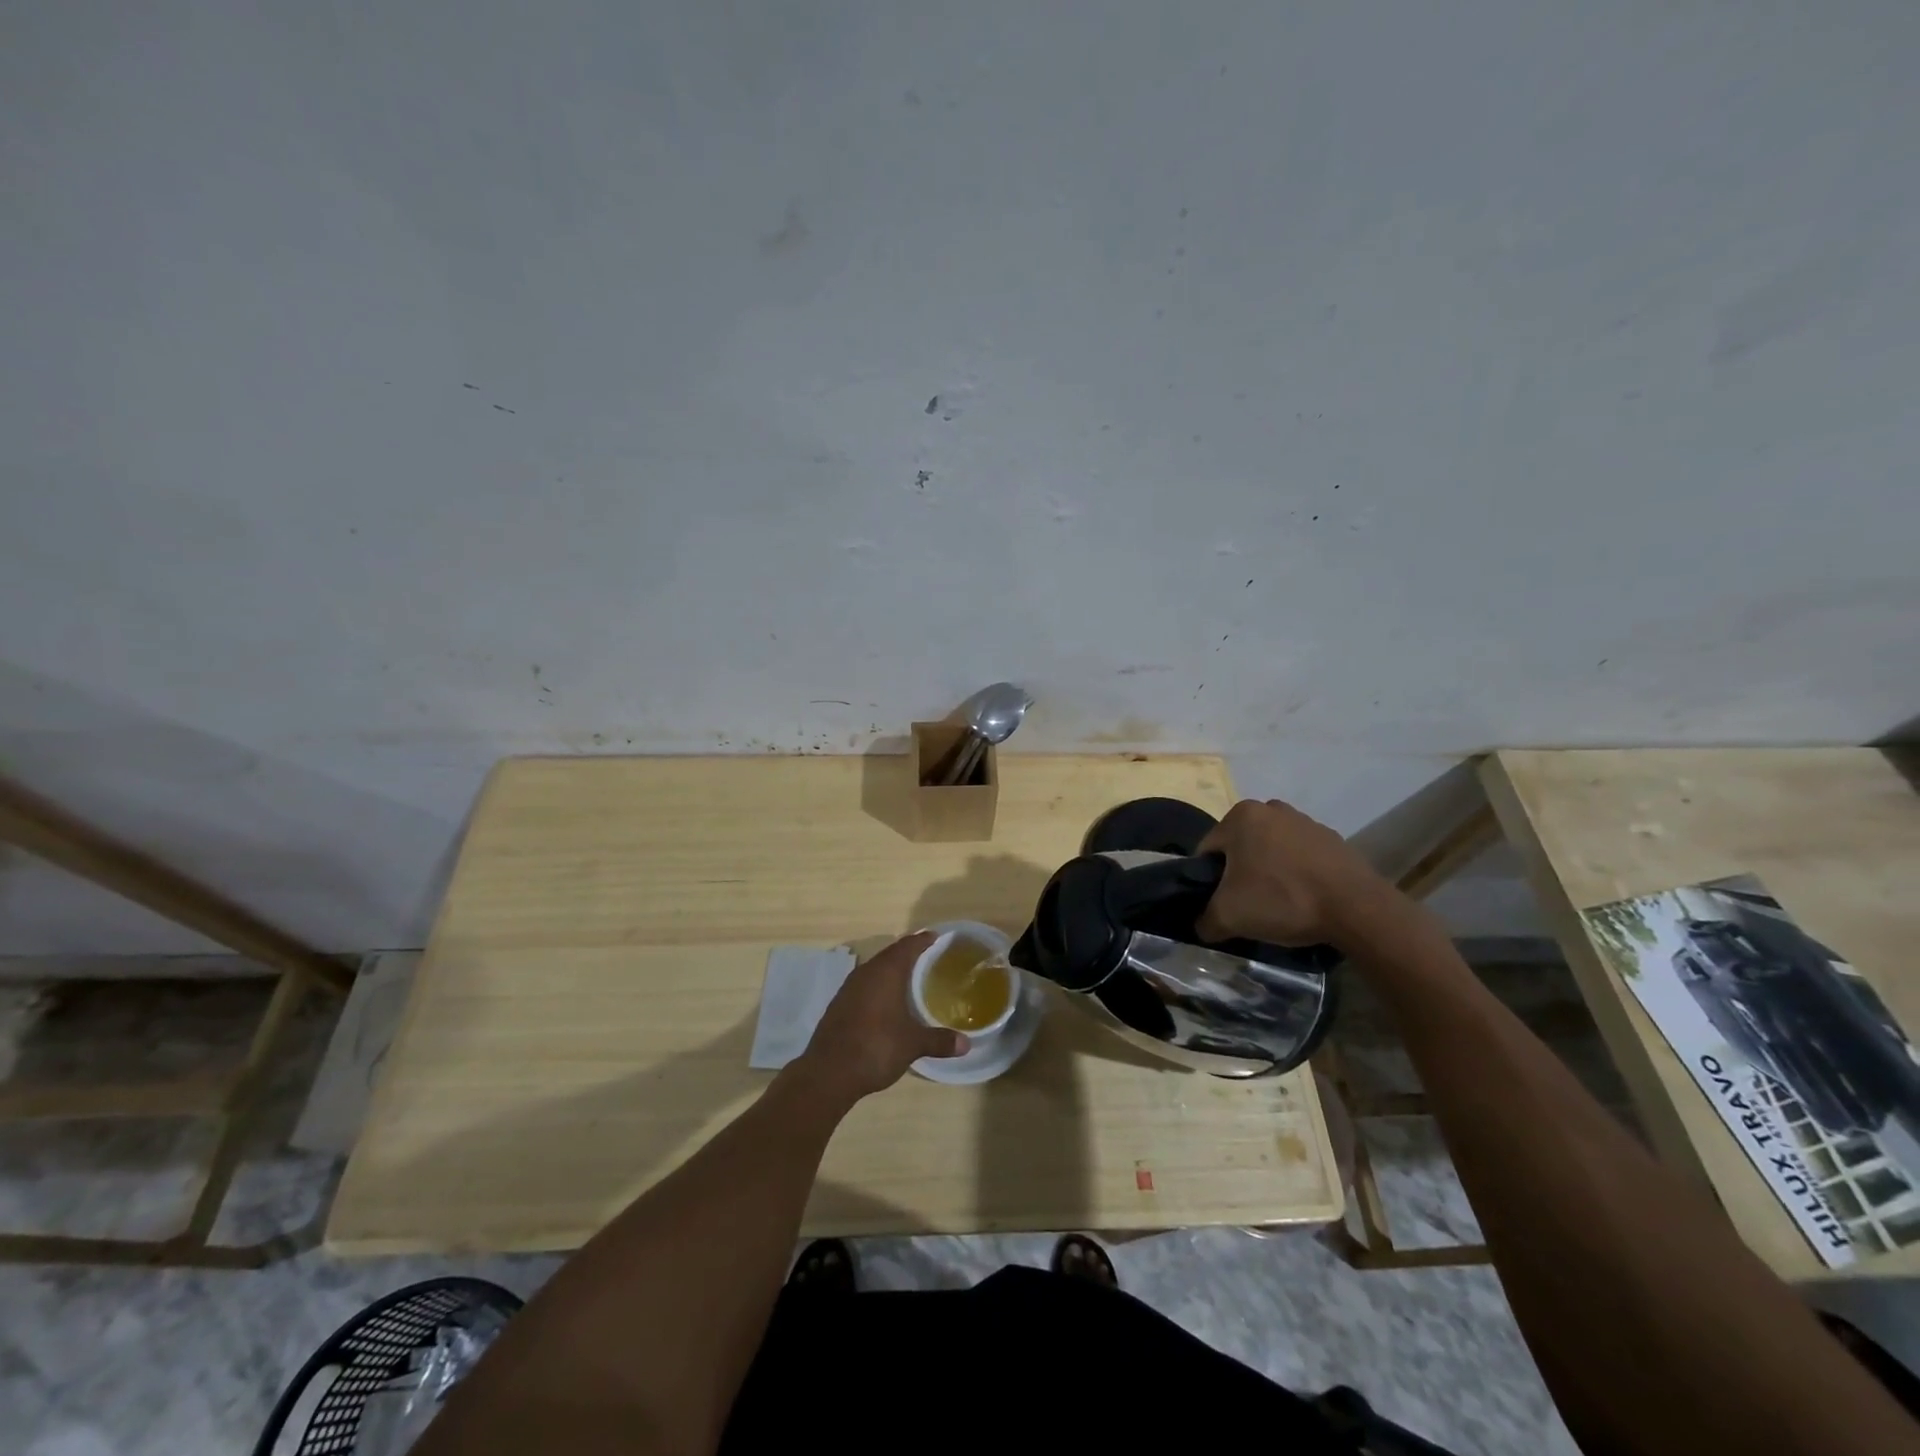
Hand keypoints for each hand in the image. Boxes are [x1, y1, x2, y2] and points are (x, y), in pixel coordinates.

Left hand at [792, 933, 967, 1106]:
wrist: (828, 1072)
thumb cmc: (876, 1048)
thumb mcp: (912, 1044)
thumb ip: (939, 1041)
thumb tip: (966, 1044)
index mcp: (886, 973)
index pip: (907, 946)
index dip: (922, 940)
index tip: (936, 937)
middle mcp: (866, 973)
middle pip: (890, 955)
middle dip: (908, 954)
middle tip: (927, 957)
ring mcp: (848, 988)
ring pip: (875, 970)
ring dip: (891, 971)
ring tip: (909, 978)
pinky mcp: (839, 1005)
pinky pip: (864, 986)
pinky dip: (878, 987)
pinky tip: (885, 1002)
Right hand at [1194, 798, 1395, 946]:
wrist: (1357, 909)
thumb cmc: (1283, 899)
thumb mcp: (1229, 916)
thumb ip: (1204, 920)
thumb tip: (1202, 926)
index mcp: (1240, 816)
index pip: (1208, 851)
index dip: (1208, 881)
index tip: (1221, 904)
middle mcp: (1270, 808)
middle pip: (1240, 847)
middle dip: (1240, 874)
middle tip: (1248, 905)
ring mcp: (1305, 821)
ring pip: (1271, 850)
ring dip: (1269, 872)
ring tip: (1279, 904)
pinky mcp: (1333, 839)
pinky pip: (1301, 856)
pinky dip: (1297, 874)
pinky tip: (1304, 898)